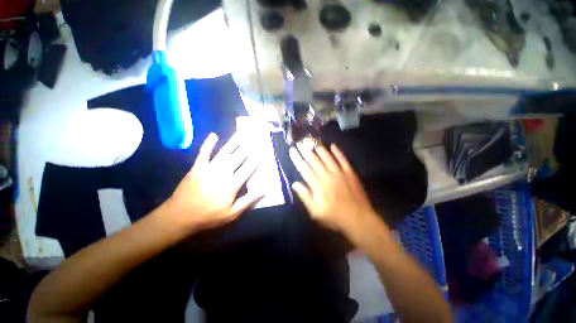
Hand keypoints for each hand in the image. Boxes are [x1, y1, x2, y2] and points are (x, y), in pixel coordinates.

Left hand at [164, 132, 262, 231]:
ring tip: (241, 133)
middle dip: (248, 147)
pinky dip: (208, 144)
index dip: (256, 160)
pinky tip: (213, 135)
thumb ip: (248, 201)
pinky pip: (204, 153)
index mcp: (231, 185)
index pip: (247, 169)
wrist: (179, 217)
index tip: (263, 151)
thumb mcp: (231, 214)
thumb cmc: (208, 217)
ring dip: (233, 142)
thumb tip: (264, 191)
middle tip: (255, 137)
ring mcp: (208, 168)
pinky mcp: (197, 167)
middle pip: (238, 158)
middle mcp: (222, 173)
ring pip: (224, 152)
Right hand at [289, 143, 379, 235]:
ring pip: (327, 158)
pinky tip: (333, 145)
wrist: (359, 219)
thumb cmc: (335, 218)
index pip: (305, 169)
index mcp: (318, 186)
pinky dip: (338, 152)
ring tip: (312, 141)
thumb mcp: (316, 213)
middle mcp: (328, 176)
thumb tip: (295, 184)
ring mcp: (340, 173)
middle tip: (299, 142)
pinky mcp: (350, 173)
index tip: (292, 150)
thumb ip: (305, 197)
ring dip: (319, 149)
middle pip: (314, 161)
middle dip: (305, 151)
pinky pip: (343, 160)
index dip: (298, 159)